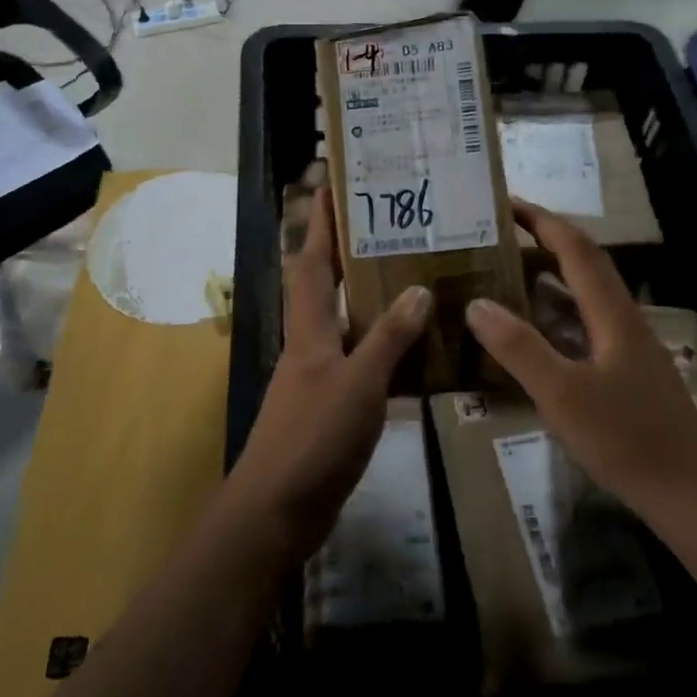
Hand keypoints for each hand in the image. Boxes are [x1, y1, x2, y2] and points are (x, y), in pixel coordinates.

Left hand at [224, 188, 432, 564]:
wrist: (277, 510)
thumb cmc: (314, 438)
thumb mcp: (358, 384)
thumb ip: (389, 338)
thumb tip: (419, 288)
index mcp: (310, 331)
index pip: (312, 263)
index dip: (320, 224)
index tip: (330, 185)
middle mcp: (310, 345)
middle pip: (325, 287)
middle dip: (347, 253)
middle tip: (388, 227)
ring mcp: (318, 378)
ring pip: (346, 325)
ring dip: (370, 301)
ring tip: (410, 277)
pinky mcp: (330, 407)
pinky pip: (361, 363)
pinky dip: (383, 350)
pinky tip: (415, 351)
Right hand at [465, 201, 696, 529]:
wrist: (691, 496)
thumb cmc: (626, 440)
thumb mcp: (562, 394)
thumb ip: (519, 348)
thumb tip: (476, 303)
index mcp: (613, 315)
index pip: (576, 250)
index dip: (542, 222)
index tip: (506, 203)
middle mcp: (625, 321)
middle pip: (586, 265)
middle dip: (546, 240)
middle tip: (501, 234)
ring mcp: (631, 348)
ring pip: (588, 296)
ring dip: (552, 276)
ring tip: (509, 272)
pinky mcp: (630, 374)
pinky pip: (588, 326)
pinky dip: (559, 314)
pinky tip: (538, 332)